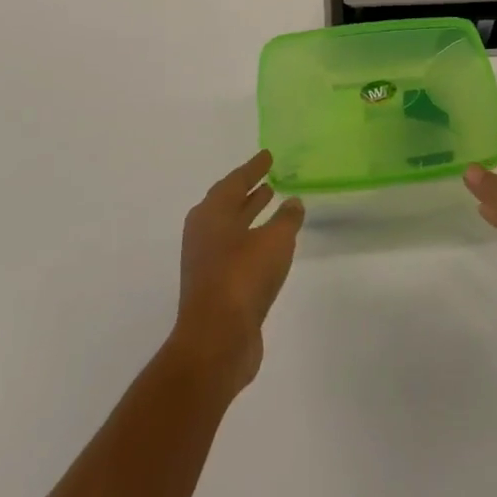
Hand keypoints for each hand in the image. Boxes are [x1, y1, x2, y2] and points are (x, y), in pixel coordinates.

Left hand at [172, 151, 304, 393]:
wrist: (217, 342)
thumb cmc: (243, 278)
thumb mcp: (275, 240)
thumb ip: (287, 218)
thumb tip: (293, 202)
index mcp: (211, 214)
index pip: (235, 181)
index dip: (253, 168)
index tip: (268, 155)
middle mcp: (204, 234)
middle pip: (228, 203)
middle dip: (249, 190)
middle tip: (270, 177)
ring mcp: (207, 263)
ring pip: (232, 228)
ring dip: (251, 214)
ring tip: (274, 203)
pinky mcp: (215, 288)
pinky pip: (237, 252)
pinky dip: (253, 240)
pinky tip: (272, 245)